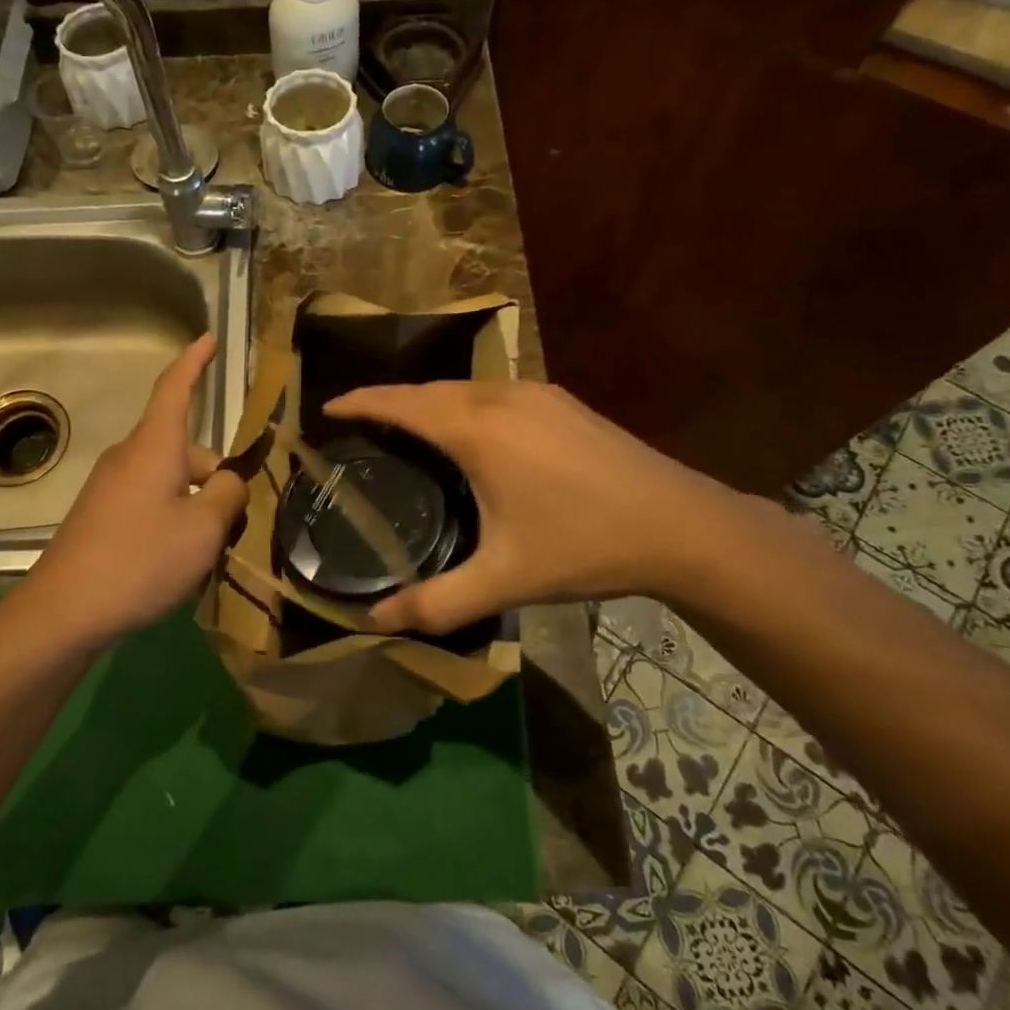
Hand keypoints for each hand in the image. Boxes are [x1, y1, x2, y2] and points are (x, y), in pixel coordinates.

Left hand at [17, 334, 247, 642]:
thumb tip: (229, 481)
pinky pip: (150, 503)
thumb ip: (229, 495)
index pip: (175, 389)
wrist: (64, 611)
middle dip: (217, 478)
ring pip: (171, 481)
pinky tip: (177, 563)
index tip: (208, 339)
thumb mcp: (204, 529)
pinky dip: (173, 520)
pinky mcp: (101, 516)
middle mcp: (130, 458)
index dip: (194, 362)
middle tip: (237, 524)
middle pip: (186, 451)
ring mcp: (111, 488)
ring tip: (209, 552)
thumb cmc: (141, 558)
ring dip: (197, 505)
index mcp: (155, 446)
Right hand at [324, 380, 747, 633]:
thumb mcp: (504, 581)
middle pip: (429, 389)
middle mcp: (501, 397)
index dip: (360, 401)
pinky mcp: (563, 401)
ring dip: (428, 400)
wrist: (682, 525)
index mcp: (477, 430)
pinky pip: (494, 391)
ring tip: (406, 426)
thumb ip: (436, 602)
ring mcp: (537, 394)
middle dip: (389, 399)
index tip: (327, 407)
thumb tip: (374, 622)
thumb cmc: (584, 546)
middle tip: (359, 422)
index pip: (401, 403)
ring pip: (464, 387)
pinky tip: (470, 431)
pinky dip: (463, 403)